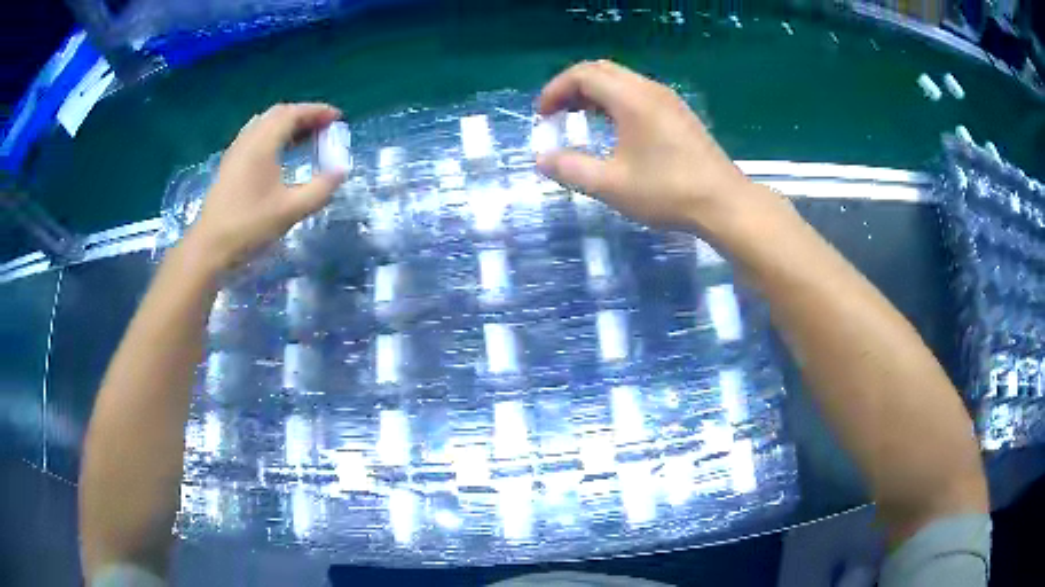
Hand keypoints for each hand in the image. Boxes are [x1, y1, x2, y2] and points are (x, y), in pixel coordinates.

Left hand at [184, 103, 345, 272]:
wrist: (210, 247)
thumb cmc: (249, 226)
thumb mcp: (291, 210)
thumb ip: (320, 189)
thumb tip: (340, 171)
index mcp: (262, 144)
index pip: (293, 114)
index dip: (317, 111)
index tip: (337, 118)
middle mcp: (248, 140)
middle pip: (278, 114)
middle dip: (304, 116)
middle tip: (323, 128)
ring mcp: (236, 151)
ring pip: (265, 124)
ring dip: (288, 125)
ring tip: (305, 139)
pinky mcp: (230, 164)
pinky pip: (255, 136)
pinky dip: (274, 135)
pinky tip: (281, 154)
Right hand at [536, 60, 778, 234]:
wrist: (724, 203)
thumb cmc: (667, 191)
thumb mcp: (611, 185)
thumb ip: (572, 169)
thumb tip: (541, 159)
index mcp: (631, 98)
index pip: (583, 75)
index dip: (555, 90)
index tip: (542, 115)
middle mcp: (649, 89)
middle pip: (601, 71)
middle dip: (572, 87)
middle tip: (557, 113)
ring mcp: (667, 100)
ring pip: (621, 80)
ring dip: (594, 93)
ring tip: (579, 118)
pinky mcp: (678, 113)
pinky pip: (638, 93)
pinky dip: (615, 101)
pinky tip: (613, 127)